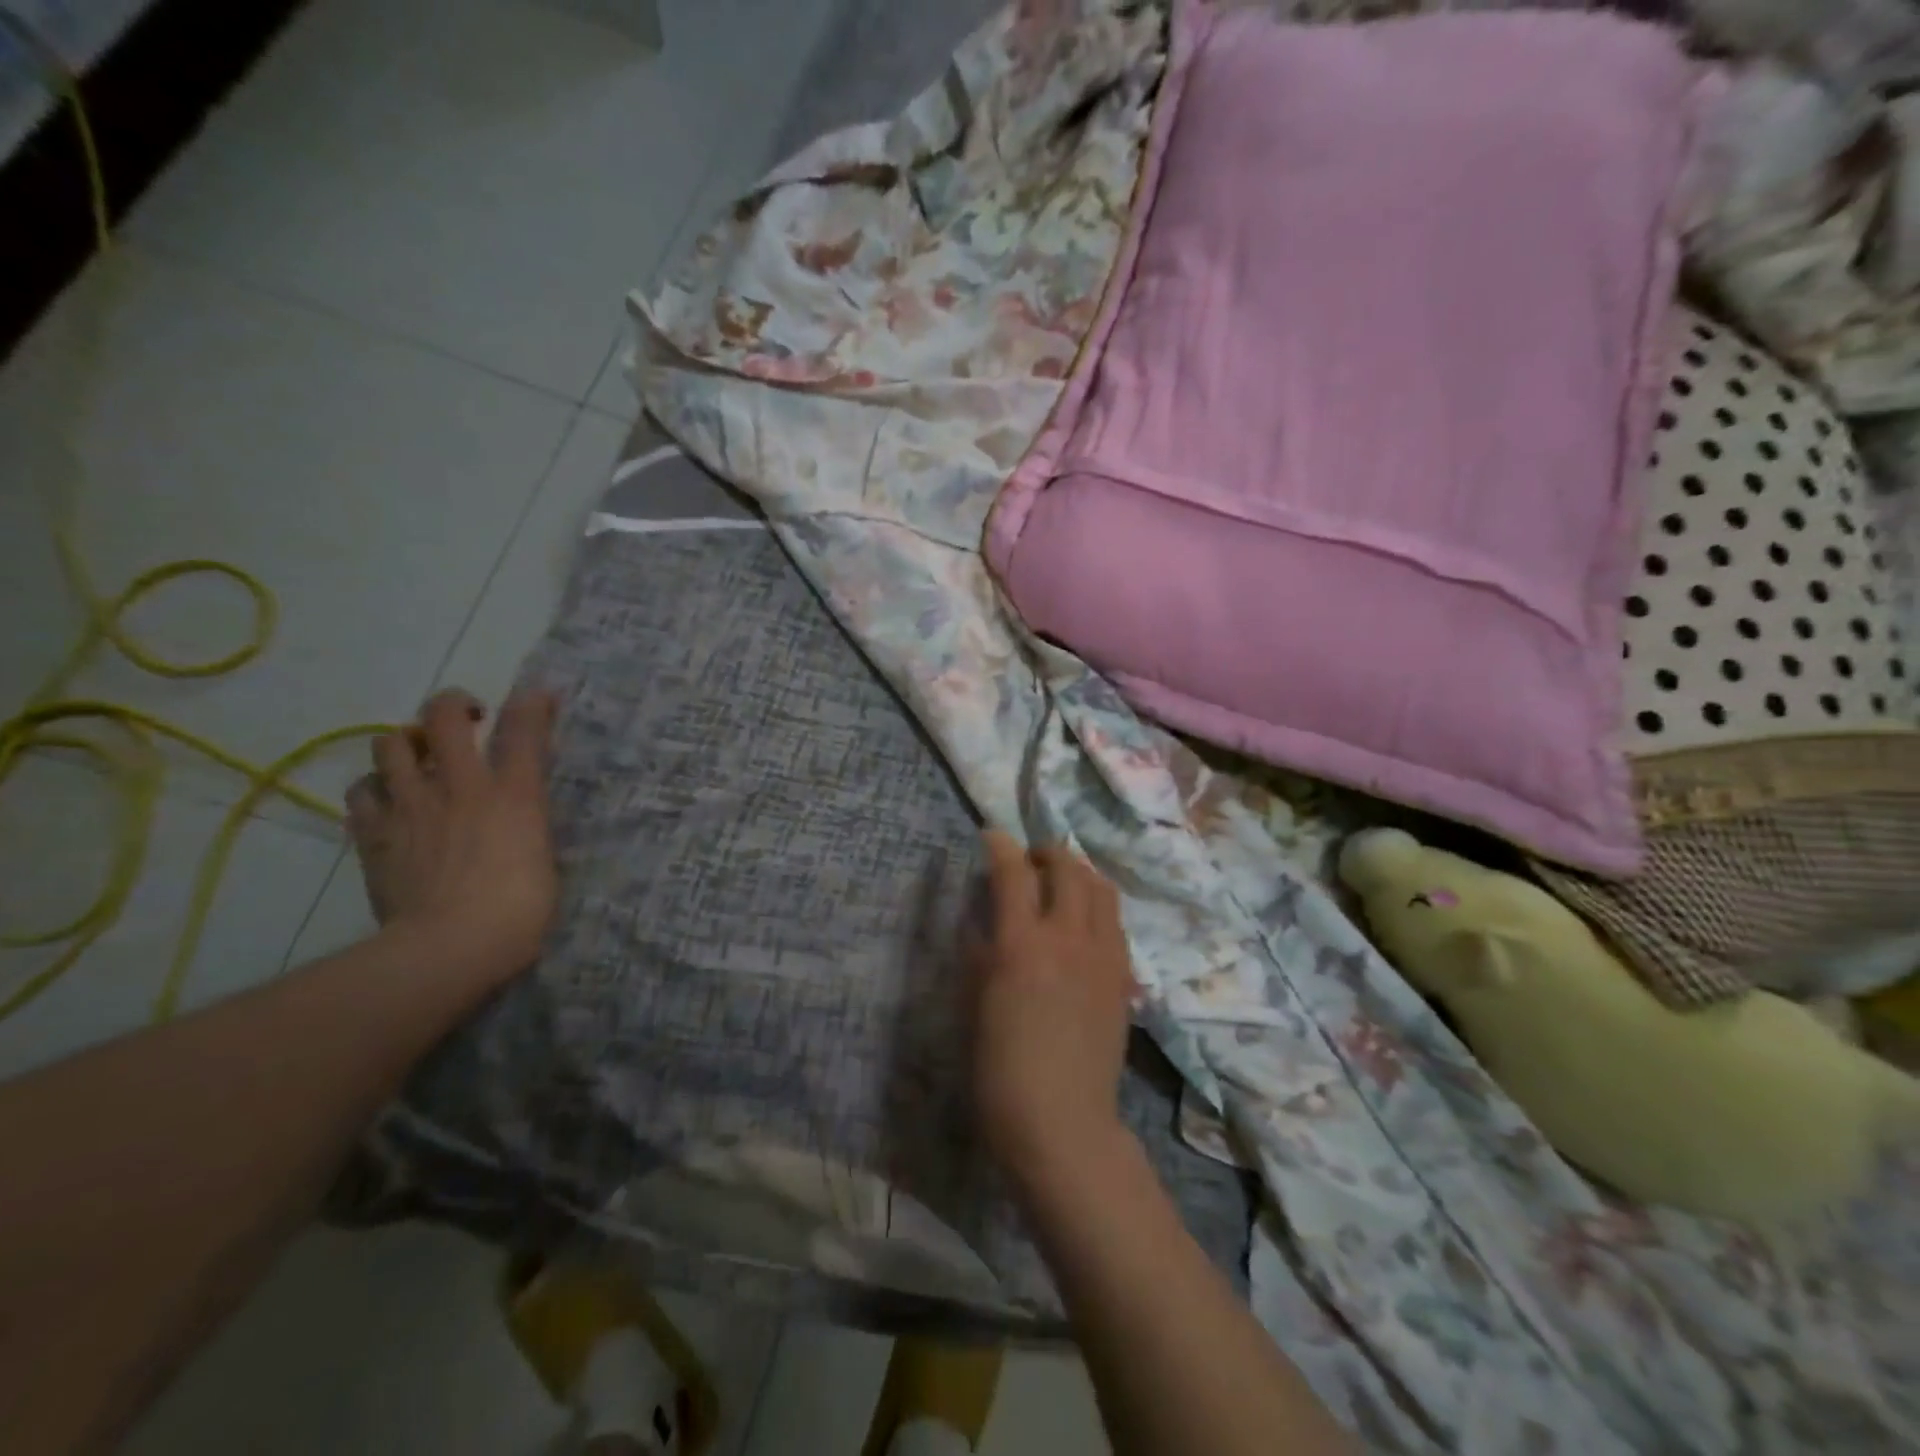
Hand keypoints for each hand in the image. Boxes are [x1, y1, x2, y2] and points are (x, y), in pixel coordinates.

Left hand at [345, 687, 559, 983]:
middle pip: (443, 717)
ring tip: (419, 759)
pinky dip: (375, 788)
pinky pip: (361, 792)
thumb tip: (517, 812)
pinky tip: (388, 801)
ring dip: (406, 743)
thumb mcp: (543, 856)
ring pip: (391, 744)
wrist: (449, 946)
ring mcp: (410, 806)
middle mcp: (460, 786)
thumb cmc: (520, 908)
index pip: (524, 729)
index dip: (532, 703)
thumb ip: (527, 821)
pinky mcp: (375, 834)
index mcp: (513, 793)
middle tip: (467, 719)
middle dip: (455, 704)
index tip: (538, 696)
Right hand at [972, 830, 1138, 1197]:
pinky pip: (1115, 922)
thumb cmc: (1000, 1069)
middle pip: (1068, 867)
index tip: (992, 836)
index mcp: (1022, 944)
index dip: (1000, 845)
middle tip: (1030, 859)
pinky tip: (1084, 923)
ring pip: (1101, 888)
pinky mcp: (1124, 977)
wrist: (1062, 1122)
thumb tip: (985, 917)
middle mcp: (1068, 937)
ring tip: (1062, 881)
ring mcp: (1104, 956)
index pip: (1014, 872)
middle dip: (1047, 851)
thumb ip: (980, 950)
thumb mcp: (974, 1003)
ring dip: (1079, 872)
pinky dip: (1097, 906)